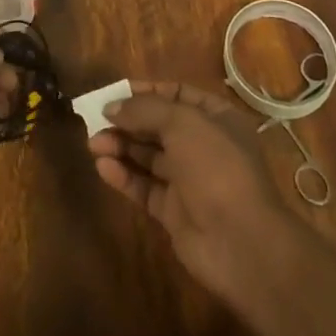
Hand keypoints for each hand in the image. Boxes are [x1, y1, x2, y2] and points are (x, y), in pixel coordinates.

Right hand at [87, 80, 300, 301]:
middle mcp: (203, 146)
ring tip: (93, 143)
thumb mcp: (182, 123)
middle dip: (128, 122)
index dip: (146, 92)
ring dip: (121, 147)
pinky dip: (124, 176)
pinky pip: (145, 187)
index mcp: (216, 118)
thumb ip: (145, 110)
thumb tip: (111, 106)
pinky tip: (103, 167)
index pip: (176, 95)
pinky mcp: (174, 212)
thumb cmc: (216, 167)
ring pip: (149, 157)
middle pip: (158, 126)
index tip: (115, 93)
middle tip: (95, 119)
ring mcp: (189, 180)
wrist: (242, 243)